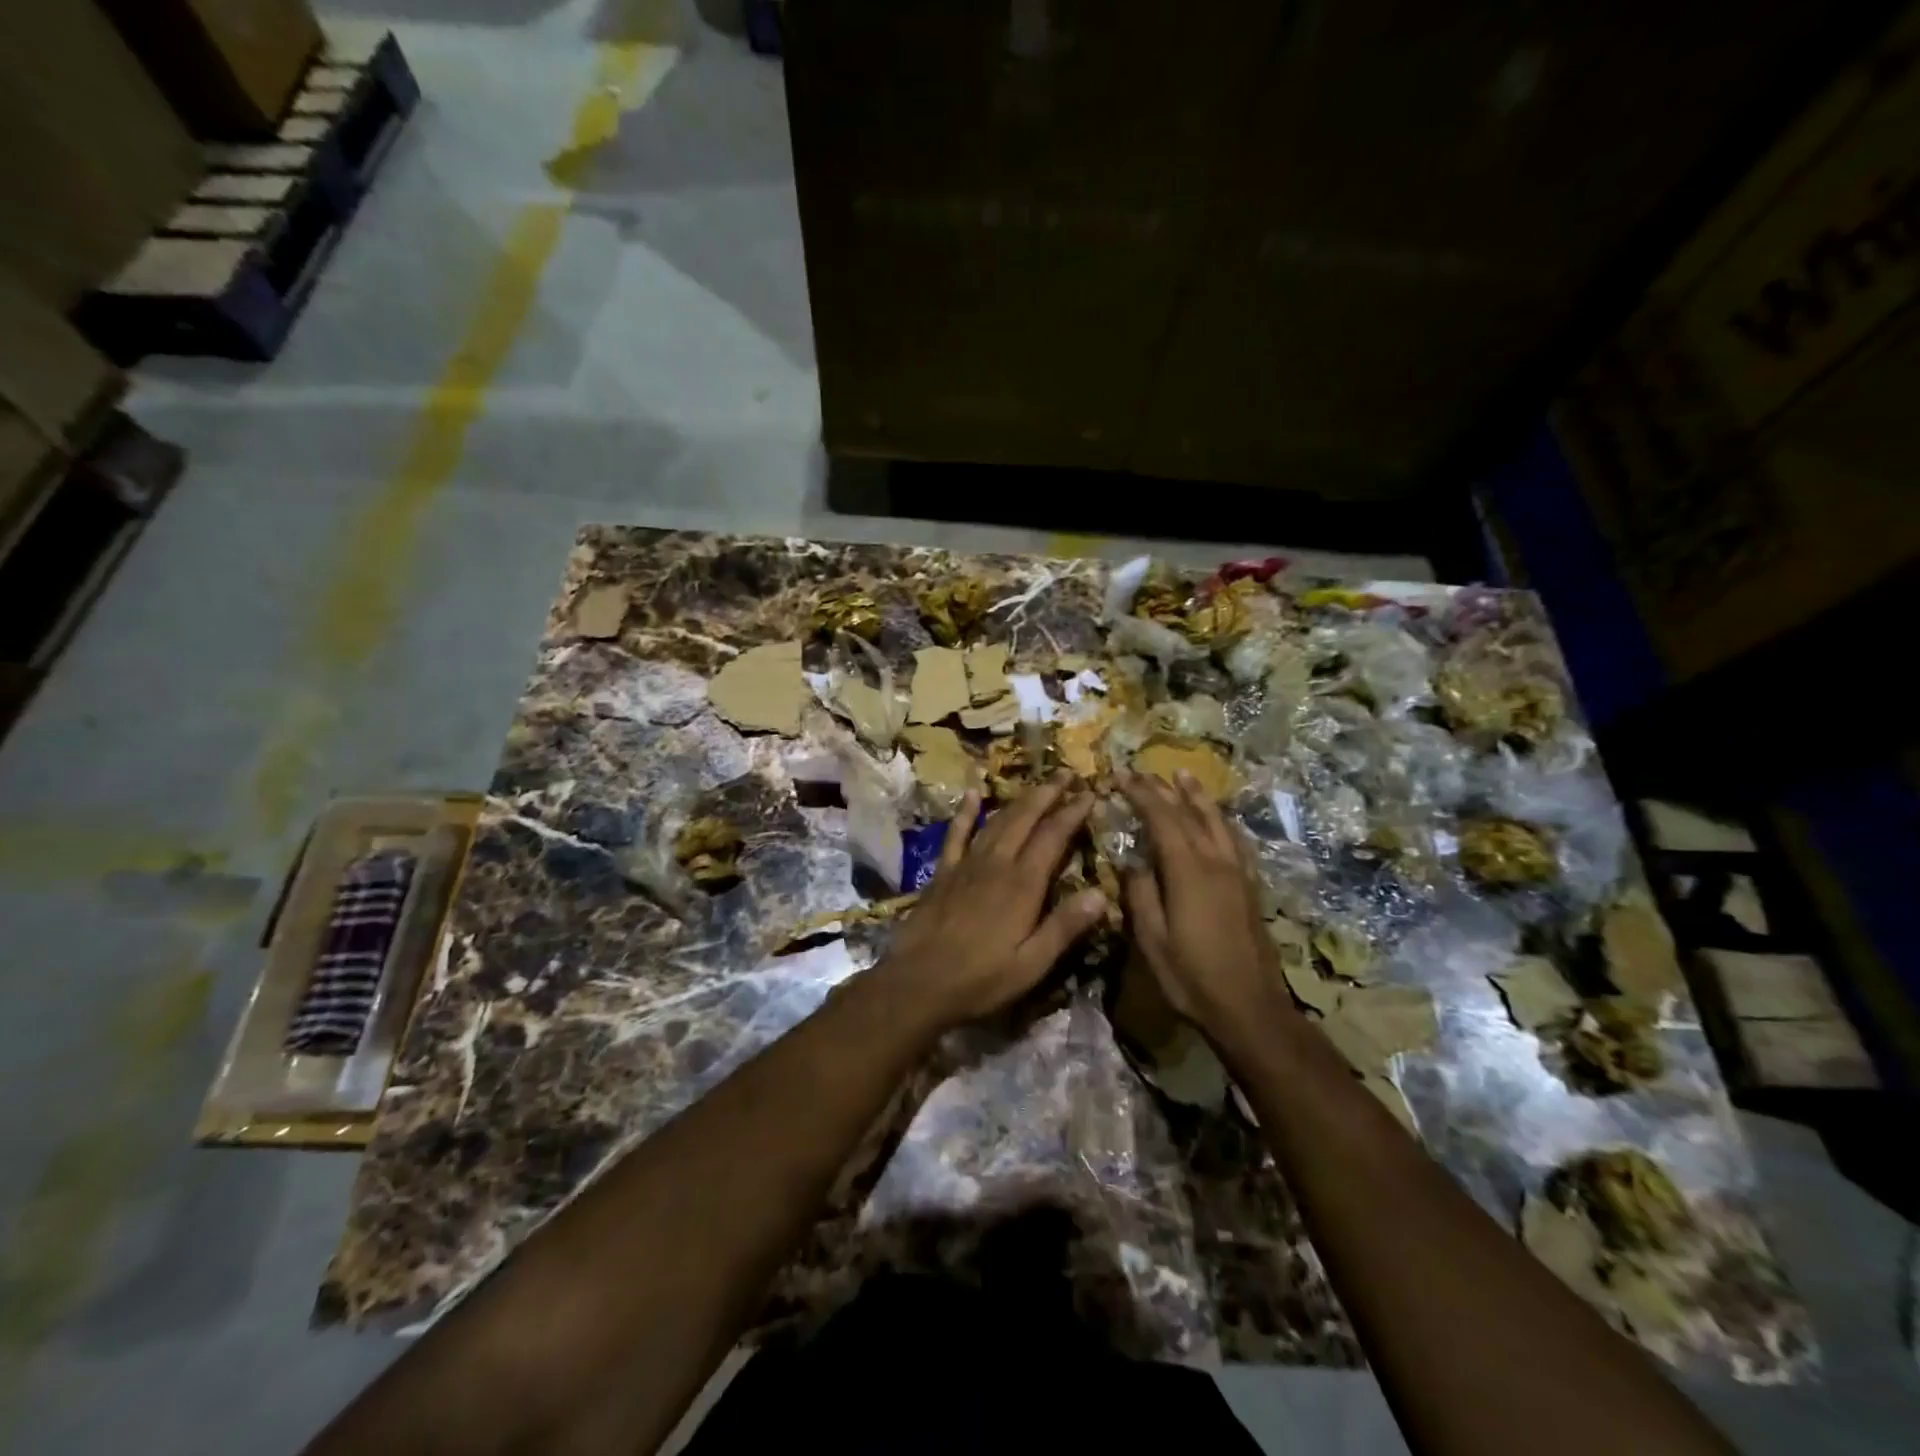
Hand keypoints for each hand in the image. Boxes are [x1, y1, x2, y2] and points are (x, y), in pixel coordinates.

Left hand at [881, 774, 1106, 1026]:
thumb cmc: (981, 979)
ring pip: (997, 821)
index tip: (1090, 793)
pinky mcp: (943, 872)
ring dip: (1019, 799)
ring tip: (1037, 783)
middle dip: (1048, 794)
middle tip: (1067, 773)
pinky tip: (973, 794)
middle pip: (1025, 819)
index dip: (1072, 813)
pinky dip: (966, 812)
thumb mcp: (1032, 964)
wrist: (918, 982)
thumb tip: (1102, 893)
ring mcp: (966, 865)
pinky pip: (956, 834)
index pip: (1053, 837)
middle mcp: (996, 864)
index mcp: (1023, 885)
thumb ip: (1065, 926)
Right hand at [1118, 771, 1288, 1031]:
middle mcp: (1216, 862)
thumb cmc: (1192, 978)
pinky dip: (1221, 820)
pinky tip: (1218, 819)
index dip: (1141, 794)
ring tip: (1184, 776)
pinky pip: (1235, 840)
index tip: (1121, 776)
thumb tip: (1132, 861)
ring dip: (1198, 797)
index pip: (1162, 819)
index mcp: (1188, 872)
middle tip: (1143, 771)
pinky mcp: (1250, 887)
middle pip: (1190, 814)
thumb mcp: (1152, 940)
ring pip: (1218, 822)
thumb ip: (1141, 894)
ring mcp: (1238, 873)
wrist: (1250, 1009)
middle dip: (1164, 790)